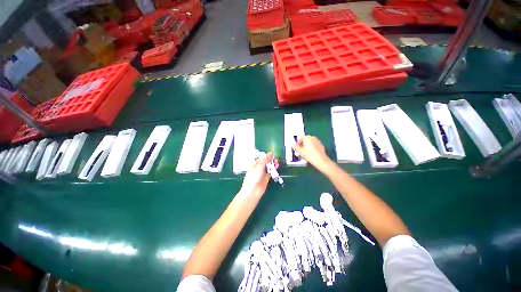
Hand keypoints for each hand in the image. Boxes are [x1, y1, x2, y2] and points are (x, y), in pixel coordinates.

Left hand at [240, 152, 278, 196]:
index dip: (266, 156)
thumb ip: (264, 161)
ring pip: (269, 167)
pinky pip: (271, 172)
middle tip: (275, 157)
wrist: (253, 191)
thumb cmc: (253, 177)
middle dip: (270, 159)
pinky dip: (274, 169)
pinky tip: (277, 166)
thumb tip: (267, 158)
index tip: (271, 153)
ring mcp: (263, 173)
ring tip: (277, 161)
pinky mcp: (266, 178)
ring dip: (273, 164)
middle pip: (266, 162)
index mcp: (255, 165)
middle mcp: (259, 168)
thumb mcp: (258, 167)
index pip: (261, 159)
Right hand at [294, 136, 331, 171]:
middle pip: (306, 139)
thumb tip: (295, 145)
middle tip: (301, 148)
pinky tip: (311, 153)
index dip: (298, 142)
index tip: (297, 147)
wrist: (320, 160)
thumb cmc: (309, 155)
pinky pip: (315, 144)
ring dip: (307, 145)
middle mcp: (313, 138)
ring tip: (305, 151)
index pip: (301, 138)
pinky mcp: (321, 146)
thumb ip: (296, 147)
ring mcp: (318, 141)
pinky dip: (312, 147)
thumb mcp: (300, 151)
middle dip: (303, 143)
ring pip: (311, 141)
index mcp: (307, 138)